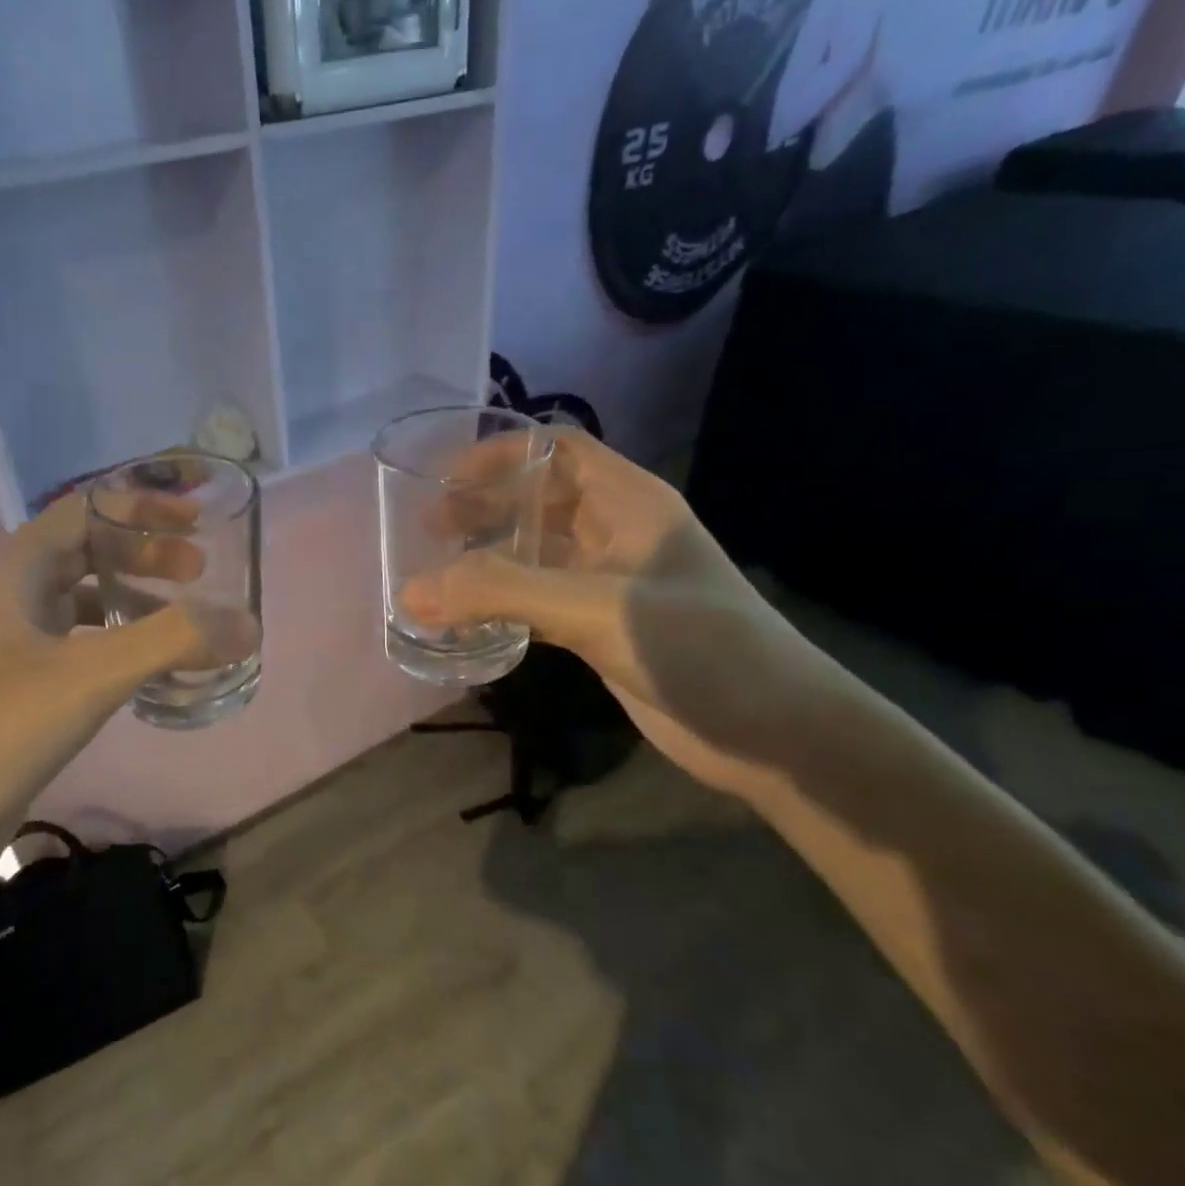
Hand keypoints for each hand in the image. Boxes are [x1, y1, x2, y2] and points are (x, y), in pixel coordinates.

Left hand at [0, 494, 230, 893]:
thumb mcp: (89, 675)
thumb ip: (172, 641)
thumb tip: (248, 623)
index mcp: (16, 572)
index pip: (85, 510)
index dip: (142, 506)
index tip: (196, 520)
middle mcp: (11, 599)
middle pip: (87, 552)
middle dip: (146, 554)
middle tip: (201, 571)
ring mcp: (11, 646)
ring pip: (83, 602)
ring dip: (134, 600)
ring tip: (186, 618)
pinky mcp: (19, 690)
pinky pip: (79, 647)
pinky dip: (119, 645)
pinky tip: (149, 670)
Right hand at [400, 429, 845, 799]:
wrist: (775, 734)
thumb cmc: (698, 648)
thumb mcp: (595, 608)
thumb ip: (501, 594)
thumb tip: (410, 591)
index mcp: (628, 504)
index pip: (558, 451)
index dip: (501, 454)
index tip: (444, 478)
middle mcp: (617, 534)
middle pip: (538, 501)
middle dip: (483, 507)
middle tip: (428, 530)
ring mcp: (608, 584)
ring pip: (534, 555)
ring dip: (487, 560)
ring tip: (434, 575)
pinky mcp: (599, 630)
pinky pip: (536, 604)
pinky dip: (499, 607)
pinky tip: (466, 622)